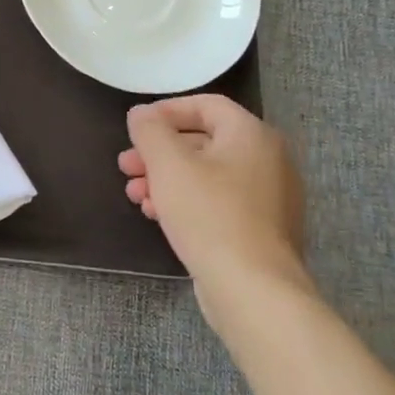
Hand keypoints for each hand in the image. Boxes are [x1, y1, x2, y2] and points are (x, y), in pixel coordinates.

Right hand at [118, 96, 312, 336]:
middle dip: (159, 152)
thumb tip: (141, 113)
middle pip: (204, 141)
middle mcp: (268, 159)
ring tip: (136, 195)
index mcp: (252, 134)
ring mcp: (269, 197)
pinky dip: (187, 201)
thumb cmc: (209, 215)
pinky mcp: (261, 229)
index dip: (166, 111)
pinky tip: (159, 216)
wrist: (253, 289)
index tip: (135, 128)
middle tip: (126, 166)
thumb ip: (150, 131)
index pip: (206, 105)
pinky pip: (219, 202)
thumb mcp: (168, 165)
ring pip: (208, 174)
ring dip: (166, 179)